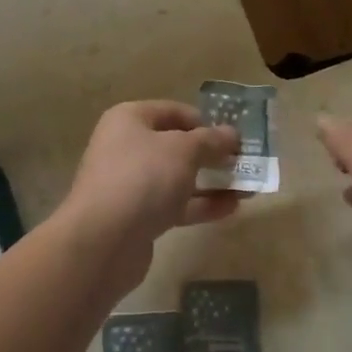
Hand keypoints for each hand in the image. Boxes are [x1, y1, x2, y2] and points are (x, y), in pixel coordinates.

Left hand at [58, 101, 240, 292]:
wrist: (103, 240)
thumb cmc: (143, 178)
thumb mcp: (183, 150)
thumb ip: (211, 140)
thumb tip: (231, 134)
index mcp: (129, 120)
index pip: (172, 111)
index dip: (204, 121)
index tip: (233, 136)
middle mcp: (126, 147)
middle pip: (175, 146)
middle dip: (211, 154)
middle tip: (244, 162)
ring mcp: (130, 184)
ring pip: (177, 177)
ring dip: (212, 181)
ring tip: (248, 188)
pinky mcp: (137, 216)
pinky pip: (174, 204)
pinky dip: (200, 204)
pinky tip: (231, 209)